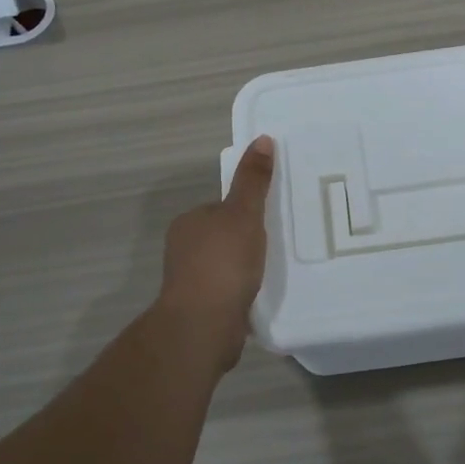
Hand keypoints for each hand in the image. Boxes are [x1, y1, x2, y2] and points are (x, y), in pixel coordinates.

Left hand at [155, 135, 275, 369]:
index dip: (246, 211)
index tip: (271, 218)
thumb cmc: (223, 262)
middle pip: (223, 236)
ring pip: (225, 266)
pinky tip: (262, 296)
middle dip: (247, 241)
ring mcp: (190, 281)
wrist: (203, 325)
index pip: (221, 207)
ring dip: (245, 269)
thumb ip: (253, 180)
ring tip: (275, 271)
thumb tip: (262, 139)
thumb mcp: (244, 214)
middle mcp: (184, 249)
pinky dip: (243, 292)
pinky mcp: (201, 309)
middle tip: (280, 244)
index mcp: (189, 222)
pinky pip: (228, 292)